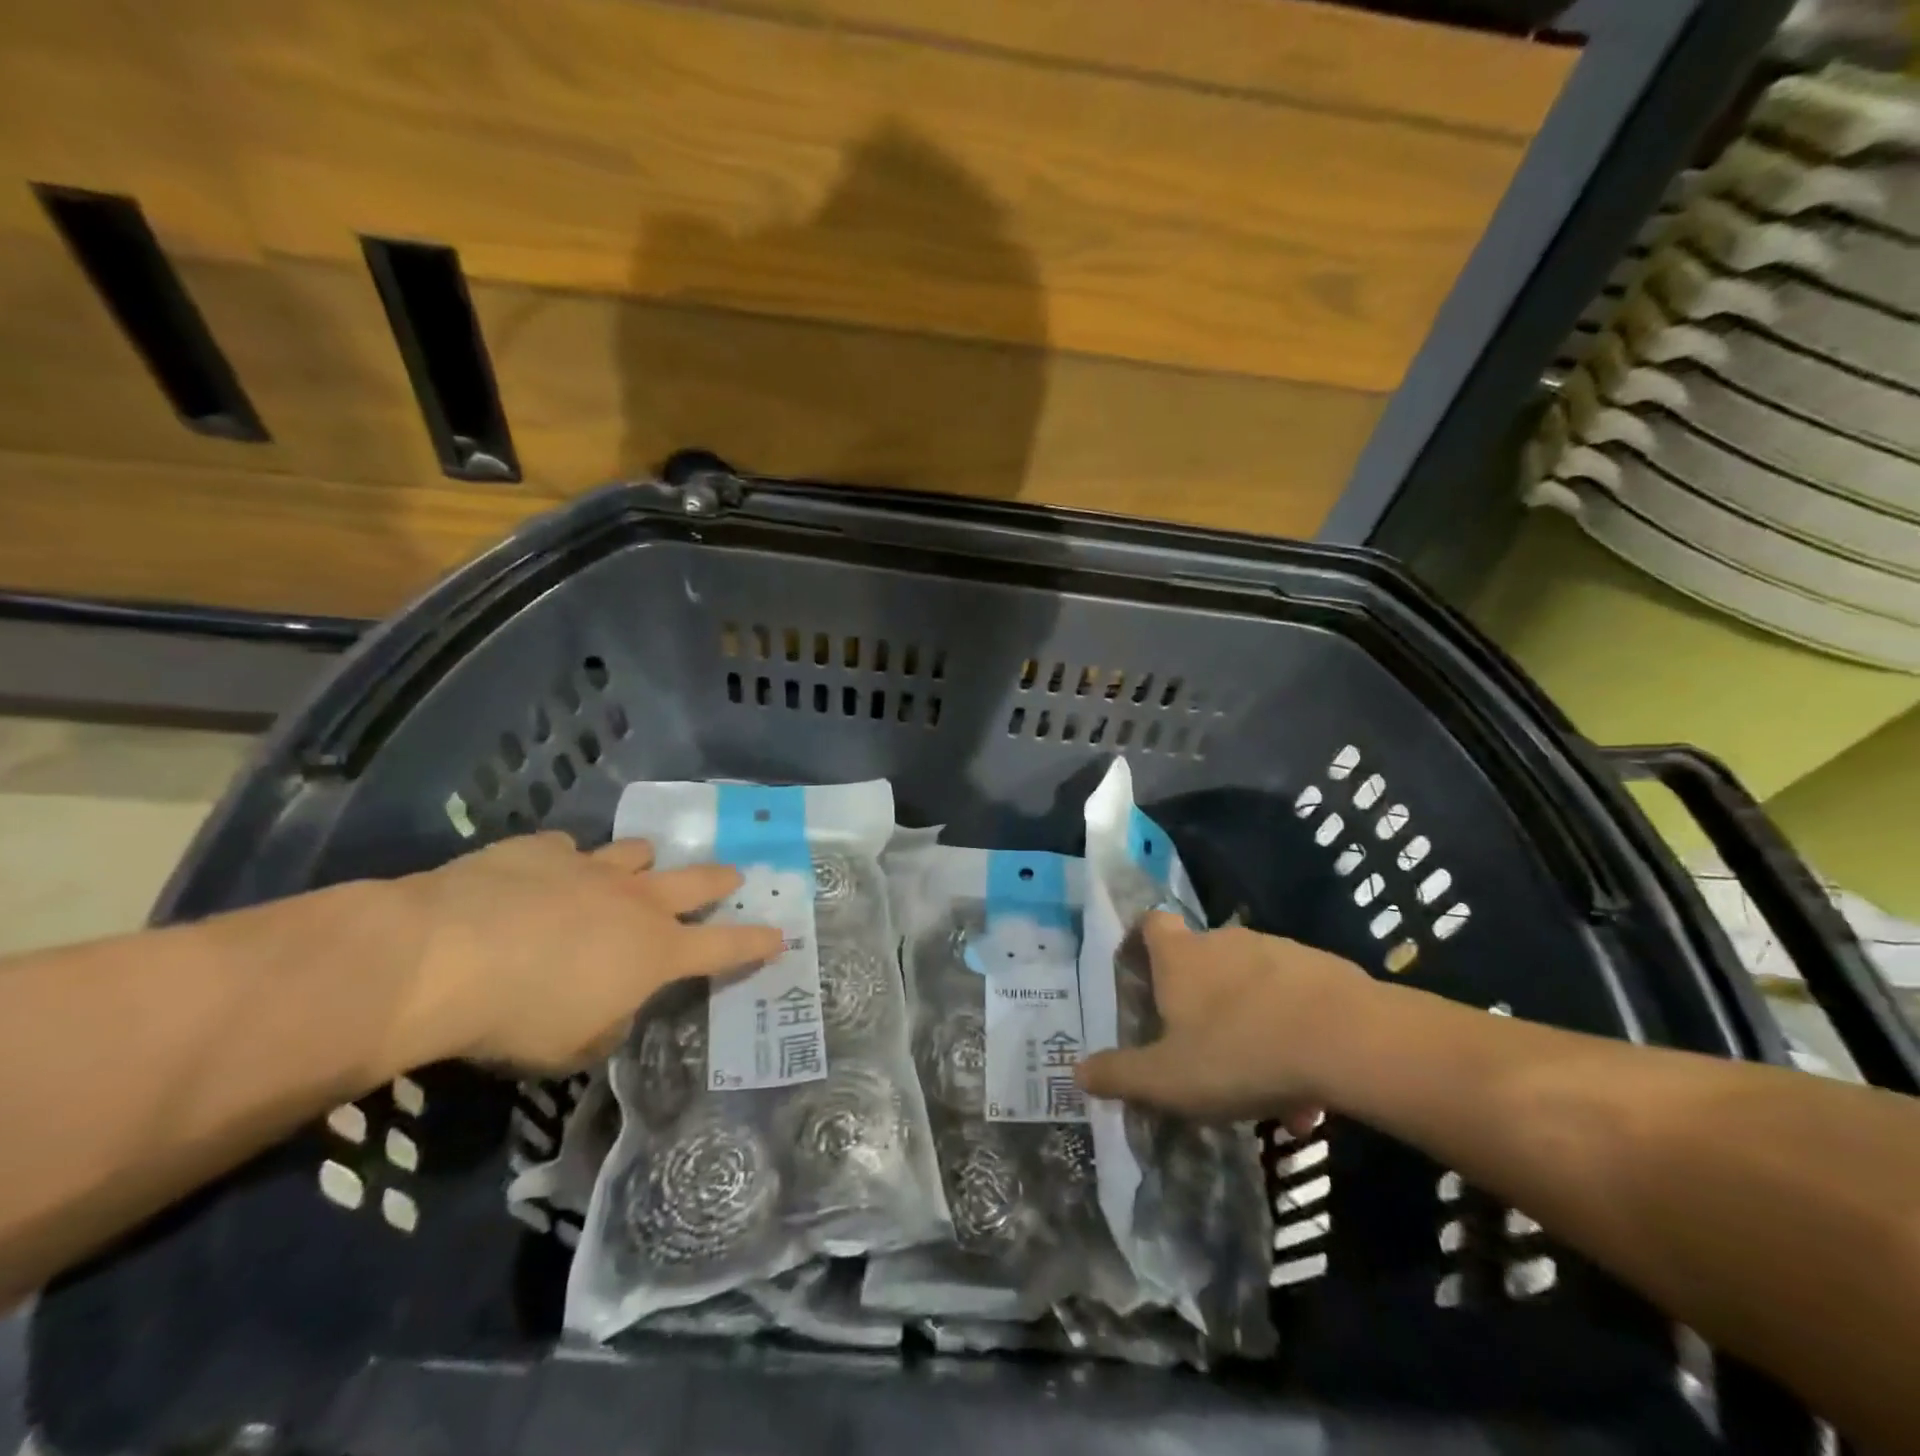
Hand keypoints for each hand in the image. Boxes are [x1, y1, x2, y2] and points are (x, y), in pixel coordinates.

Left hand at [390, 833, 783, 1072]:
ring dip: (644, 862)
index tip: (780, 935)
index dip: (755, 942)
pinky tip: (546, 872)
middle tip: (735, 877)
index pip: (724, 946)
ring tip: (638, 866)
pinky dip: (564, 861)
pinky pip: (564, 849)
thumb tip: (611, 1010)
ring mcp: (590, 867)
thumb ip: (607, 1026)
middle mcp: (635, 901)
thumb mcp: (572, 1048)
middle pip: (697, 881)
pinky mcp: (539, 849)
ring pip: (637, 852)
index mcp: (655, 951)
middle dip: (720, 881)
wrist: (442, 956)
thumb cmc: (518, 1017)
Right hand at [1076, 913, 1368, 1127]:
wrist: (1347, 1040)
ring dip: (1251, 1027)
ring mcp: (1277, 950)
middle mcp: (1224, 941)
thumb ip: (1120, 1076)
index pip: (1151, 923)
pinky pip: (1295, 1002)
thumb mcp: (1168, 1079)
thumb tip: (1077, 1073)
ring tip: (1265, 1089)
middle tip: (1205, 1053)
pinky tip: (1308, 1090)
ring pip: (1252, 987)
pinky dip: (1293, 1035)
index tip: (1143, 972)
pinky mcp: (1322, 969)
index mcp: (1181, 958)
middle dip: (1201, 1001)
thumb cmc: (1240, 1052)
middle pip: (1202, 960)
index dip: (1142, 940)